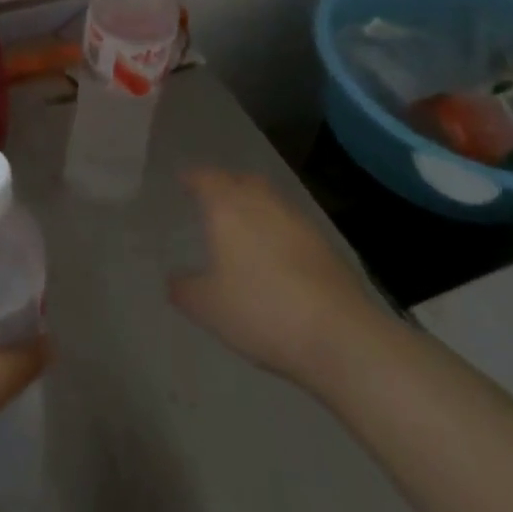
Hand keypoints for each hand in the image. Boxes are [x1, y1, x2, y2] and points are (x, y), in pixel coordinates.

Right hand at [169, 167, 383, 385]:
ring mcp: (297, 220)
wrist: (338, 333)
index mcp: (227, 208)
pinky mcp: (324, 243)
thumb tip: (174, 278)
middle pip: (241, 180)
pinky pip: (290, 222)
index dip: (192, 178)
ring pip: (269, 198)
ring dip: (254, 203)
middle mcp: (261, 202)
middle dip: (226, 184)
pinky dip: (277, 227)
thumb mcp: (208, 308)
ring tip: (243, 224)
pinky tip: (275, 251)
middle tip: (213, 198)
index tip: (183, 181)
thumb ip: (184, 289)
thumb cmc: (261, 311)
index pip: (206, 178)